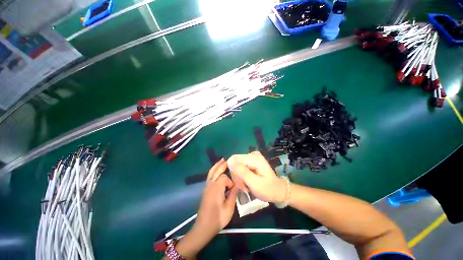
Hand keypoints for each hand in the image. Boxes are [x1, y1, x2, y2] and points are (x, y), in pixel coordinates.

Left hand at [195, 159, 237, 236]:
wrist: (203, 227)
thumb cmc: (218, 219)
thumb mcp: (229, 208)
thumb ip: (233, 194)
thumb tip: (237, 185)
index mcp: (216, 188)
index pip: (224, 178)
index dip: (230, 182)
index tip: (234, 189)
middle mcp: (210, 185)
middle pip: (217, 171)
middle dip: (223, 165)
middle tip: (229, 160)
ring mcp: (207, 187)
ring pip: (211, 172)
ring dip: (217, 166)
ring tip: (222, 160)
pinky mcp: (205, 189)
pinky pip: (209, 176)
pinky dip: (213, 170)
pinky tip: (216, 170)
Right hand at [227, 151, 285, 202]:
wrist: (278, 191)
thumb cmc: (268, 189)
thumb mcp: (254, 183)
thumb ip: (242, 172)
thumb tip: (229, 161)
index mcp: (254, 158)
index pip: (234, 160)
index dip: (234, 172)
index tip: (240, 183)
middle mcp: (252, 155)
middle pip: (235, 163)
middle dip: (237, 176)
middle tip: (244, 187)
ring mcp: (251, 158)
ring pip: (236, 166)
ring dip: (239, 178)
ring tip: (246, 187)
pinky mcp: (251, 162)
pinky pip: (240, 168)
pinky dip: (241, 177)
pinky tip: (246, 183)